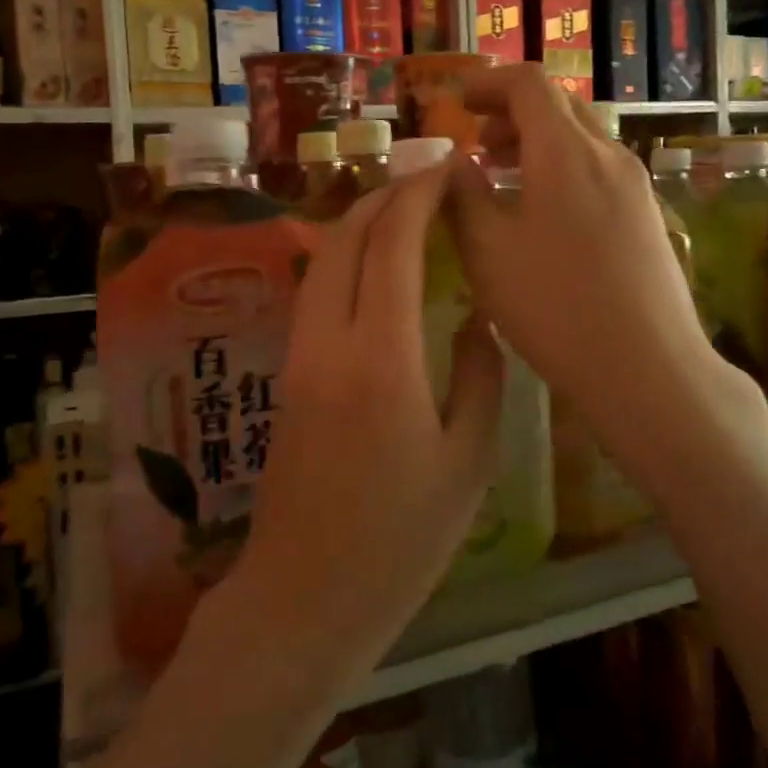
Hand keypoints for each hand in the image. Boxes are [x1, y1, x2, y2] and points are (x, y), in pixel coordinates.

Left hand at [232, 158, 503, 677]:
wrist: (303, 596)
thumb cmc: (400, 539)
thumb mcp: (468, 463)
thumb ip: (480, 377)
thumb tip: (475, 323)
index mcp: (381, 357)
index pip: (393, 244)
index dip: (420, 196)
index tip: (449, 170)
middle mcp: (329, 340)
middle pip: (346, 237)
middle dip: (386, 195)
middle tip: (429, 179)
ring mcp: (299, 355)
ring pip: (323, 260)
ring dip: (361, 222)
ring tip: (406, 209)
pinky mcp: (288, 374)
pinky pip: (316, 291)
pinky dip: (346, 258)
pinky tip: (376, 266)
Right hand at [446, 65, 745, 450]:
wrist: (648, 367)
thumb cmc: (555, 306)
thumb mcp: (488, 251)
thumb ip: (463, 196)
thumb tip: (454, 161)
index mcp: (566, 151)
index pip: (528, 84)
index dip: (488, 83)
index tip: (458, 101)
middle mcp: (608, 155)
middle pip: (560, 106)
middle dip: (512, 113)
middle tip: (478, 144)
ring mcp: (635, 186)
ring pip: (582, 139)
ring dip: (538, 142)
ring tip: (504, 176)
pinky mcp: (648, 217)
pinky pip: (599, 170)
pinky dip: (563, 169)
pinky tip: (544, 214)